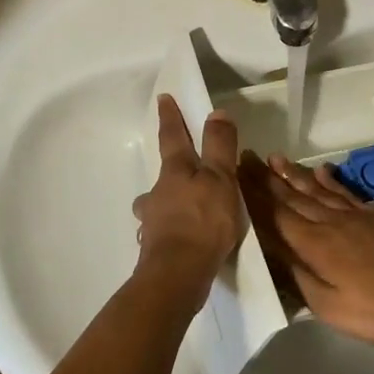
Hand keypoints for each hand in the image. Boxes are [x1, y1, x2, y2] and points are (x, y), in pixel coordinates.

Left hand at [132, 95, 243, 299]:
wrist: (178, 274)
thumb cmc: (203, 221)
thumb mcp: (220, 179)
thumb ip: (219, 147)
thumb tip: (216, 112)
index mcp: (175, 171)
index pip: (173, 136)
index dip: (171, 117)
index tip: (163, 99)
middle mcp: (158, 193)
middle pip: (163, 174)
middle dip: (171, 167)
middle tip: (181, 167)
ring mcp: (153, 221)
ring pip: (157, 204)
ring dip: (166, 201)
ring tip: (181, 208)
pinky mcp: (155, 247)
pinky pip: (163, 230)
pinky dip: (171, 229)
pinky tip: (181, 239)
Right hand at [240, 153, 373, 348]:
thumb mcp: (327, 305)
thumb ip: (297, 275)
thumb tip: (271, 250)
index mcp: (315, 244)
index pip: (276, 214)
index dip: (254, 195)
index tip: (236, 174)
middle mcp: (330, 222)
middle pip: (293, 196)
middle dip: (267, 178)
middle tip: (246, 157)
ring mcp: (355, 216)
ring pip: (317, 190)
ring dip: (294, 174)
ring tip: (274, 158)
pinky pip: (345, 192)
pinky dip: (330, 180)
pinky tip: (322, 170)